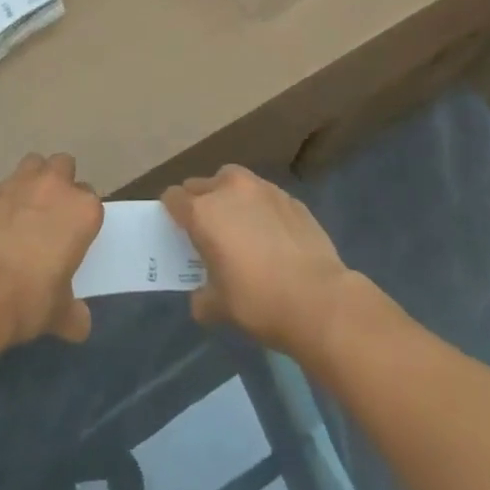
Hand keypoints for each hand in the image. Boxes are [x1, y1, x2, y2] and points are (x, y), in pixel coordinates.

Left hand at [0, 153, 102, 347]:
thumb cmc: (31, 298)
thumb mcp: (58, 313)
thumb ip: (72, 314)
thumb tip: (80, 326)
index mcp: (83, 210)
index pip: (91, 200)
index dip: (81, 215)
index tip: (73, 234)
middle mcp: (55, 186)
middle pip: (64, 165)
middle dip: (60, 182)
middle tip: (51, 212)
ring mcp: (19, 184)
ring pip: (33, 163)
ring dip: (32, 179)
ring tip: (24, 208)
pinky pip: (1, 188)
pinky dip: (2, 201)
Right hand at [161, 165, 356, 357]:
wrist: (319, 299)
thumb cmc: (259, 302)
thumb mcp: (219, 308)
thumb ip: (202, 296)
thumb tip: (202, 295)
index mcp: (203, 212)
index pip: (173, 197)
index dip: (171, 212)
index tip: (177, 229)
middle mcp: (229, 190)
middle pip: (201, 184)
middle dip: (198, 202)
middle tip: (206, 230)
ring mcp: (263, 189)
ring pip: (234, 181)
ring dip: (229, 197)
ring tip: (239, 225)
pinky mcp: (290, 198)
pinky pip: (264, 195)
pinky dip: (259, 207)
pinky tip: (271, 234)